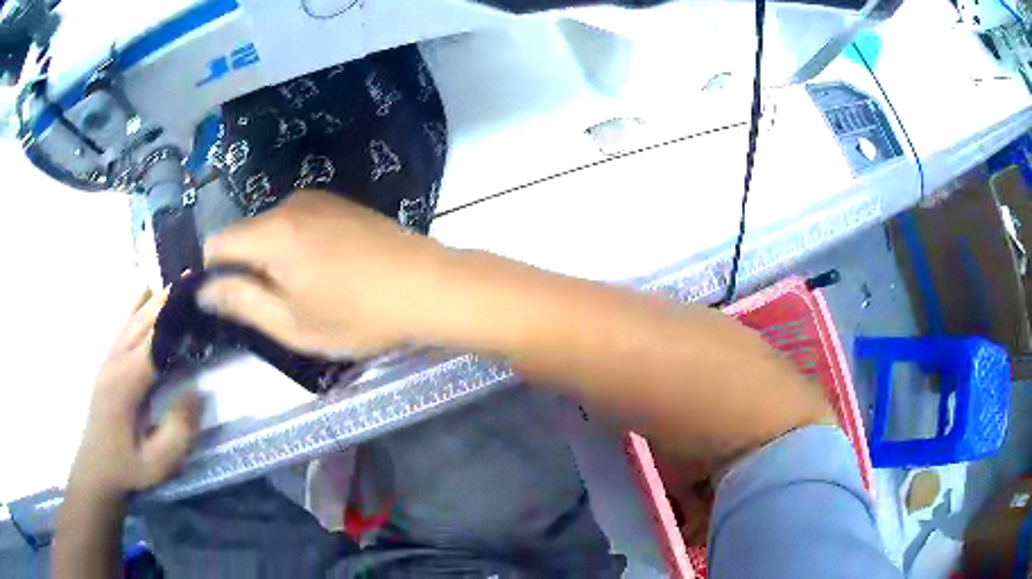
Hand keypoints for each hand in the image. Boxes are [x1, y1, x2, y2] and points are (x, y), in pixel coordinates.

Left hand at [69, 289, 200, 499]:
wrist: (97, 467)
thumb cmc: (128, 467)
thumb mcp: (158, 464)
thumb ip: (178, 432)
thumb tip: (196, 391)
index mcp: (126, 384)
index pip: (154, 341)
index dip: (177, 321)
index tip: (201, 305)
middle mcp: (115, 361)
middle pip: (145, 321)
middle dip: (171, 302)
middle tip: (198, 284)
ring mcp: (109, 357)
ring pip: (134, 317)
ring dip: (157, 299)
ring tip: (181, 283)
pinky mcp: (108, 359)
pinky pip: (123, 324)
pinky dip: (138, 305)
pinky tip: (146, 291)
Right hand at [200, 190, 448, 356]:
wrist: (428, 285)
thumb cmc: (359, 315)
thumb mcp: (293, 323)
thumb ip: (242, 303)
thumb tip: (204, 289)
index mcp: (272, 233)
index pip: (217, 243)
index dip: (213, 273)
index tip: (231, 302)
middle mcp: (290, 205)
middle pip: (244, 234)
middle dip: (247, 267)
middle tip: (277, 306)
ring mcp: (318, 199)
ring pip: (271, 228)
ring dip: (273, 258)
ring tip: (308, 291)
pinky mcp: (340, 203)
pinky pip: (297, 222)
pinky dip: (296, 245)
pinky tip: (327, 271)